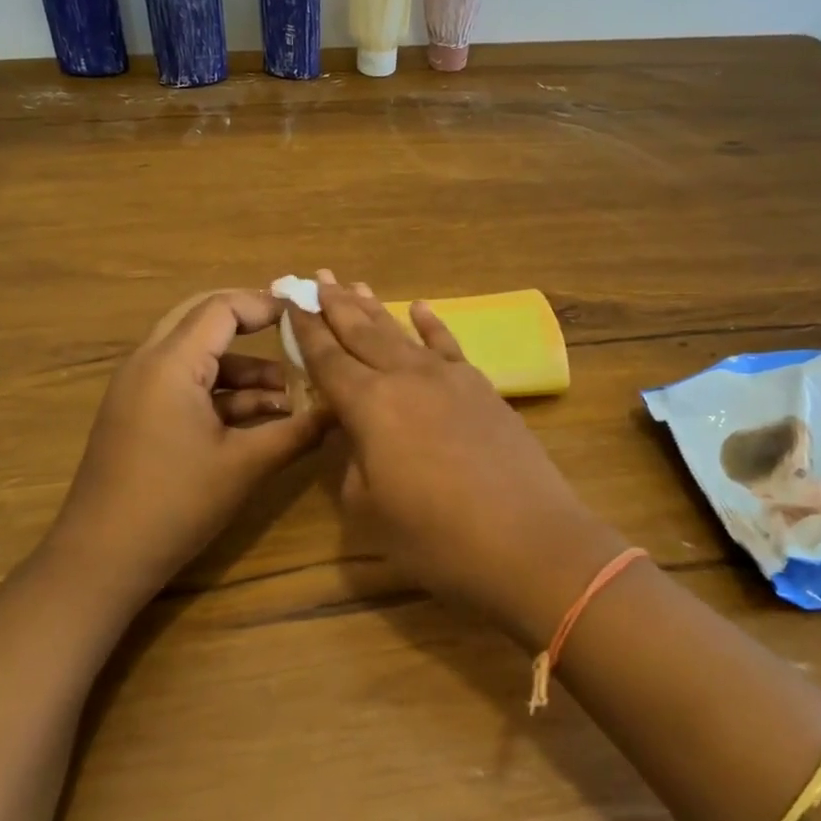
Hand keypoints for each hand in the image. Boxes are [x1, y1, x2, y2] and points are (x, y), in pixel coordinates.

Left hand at [52, 289, 325, 608]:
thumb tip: (341, 410)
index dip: (266, 305)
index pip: (222, 308)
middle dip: (252, 325)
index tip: (307, 314)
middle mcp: (149, 363)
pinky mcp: (139, 414)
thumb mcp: (244, 466)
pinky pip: (185, 382)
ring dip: (242, 367)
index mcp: (171, 363)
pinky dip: (222, 391)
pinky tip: (259, 417)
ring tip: (290, 395)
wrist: (101, 559)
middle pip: (203, 319)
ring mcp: (139, 389)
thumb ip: (296, 432)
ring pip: (197, 354)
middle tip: (296, 335)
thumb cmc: (175, 504)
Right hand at [289, 274, 625, 647]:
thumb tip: (356, 437)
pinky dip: (431, 324)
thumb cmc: (438, 538)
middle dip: (334, 304)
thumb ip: (352, 464)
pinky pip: (449, 345)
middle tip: (315, 277)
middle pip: (361, 333)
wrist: (529, 542)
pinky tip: (420, 307)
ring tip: (352, 284)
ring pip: (400, 332)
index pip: (327, 359)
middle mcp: (405, 378)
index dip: (305, 330)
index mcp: (369, 406)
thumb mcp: (370, 510)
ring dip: (373, 308)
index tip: (291, 300)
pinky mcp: (481, 387)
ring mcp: (448, 378)